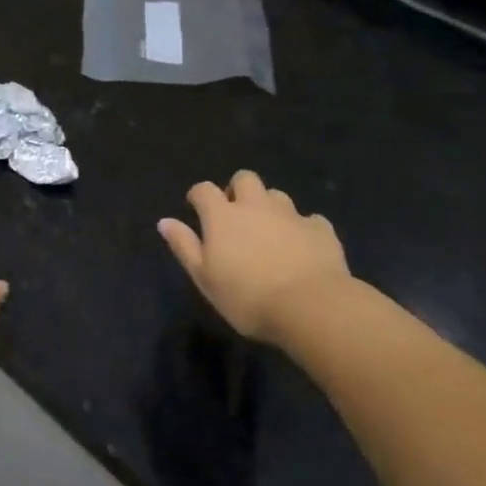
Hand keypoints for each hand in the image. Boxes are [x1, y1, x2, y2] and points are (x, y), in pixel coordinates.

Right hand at [159, 170, 351, 343]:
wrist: (310, 306)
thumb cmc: (247, 297)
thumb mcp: (205, 278)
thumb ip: (184, 246)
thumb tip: (164, 221)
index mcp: (223, 215)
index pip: (204, 190)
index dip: (198, 195)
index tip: (196, 207)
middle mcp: (255, 205)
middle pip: (244, 179)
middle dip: (238, 190)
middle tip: (236, 214)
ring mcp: (290, 215)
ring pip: (277, 195)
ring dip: (270, 206)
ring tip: (270, 230)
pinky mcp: (320, 230)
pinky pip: (310, 220)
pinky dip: (303, 228)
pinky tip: (303, 246)